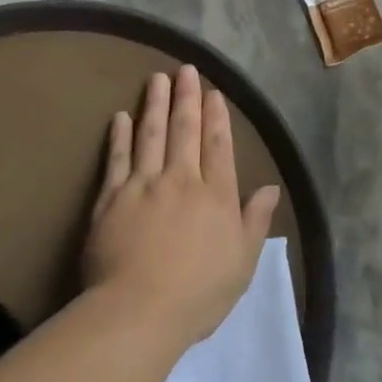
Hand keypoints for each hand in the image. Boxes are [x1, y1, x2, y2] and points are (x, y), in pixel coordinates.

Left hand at [83, 65, 280, 344]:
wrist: (138, 311)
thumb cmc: (198, 294)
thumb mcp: (242, 264)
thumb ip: (255, 222)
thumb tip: (270, 188)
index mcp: (216, 196)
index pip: (218, 146)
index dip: (217, 117)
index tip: (214, 93)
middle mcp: (181, 180)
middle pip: (185, 131)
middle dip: (187, 98)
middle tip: (186, 70)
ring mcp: (143, 185)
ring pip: (152, 134)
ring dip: (155, 104)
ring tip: (157, 78)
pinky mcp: (111, 197)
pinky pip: (118, 158)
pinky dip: (120, 135)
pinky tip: (121, 116)